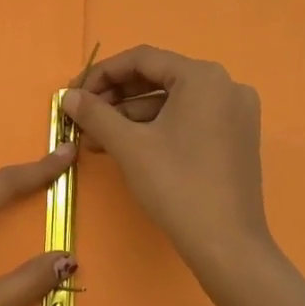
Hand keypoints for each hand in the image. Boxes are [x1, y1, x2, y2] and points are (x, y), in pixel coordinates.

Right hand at [60, 45, 276, 288]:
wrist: (227, 245)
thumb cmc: (177, 185)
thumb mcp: (129, 145)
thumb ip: (95, 113)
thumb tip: (68, 97)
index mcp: (203, 77)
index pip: (142, 59)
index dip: (102, 74)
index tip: (74, 94)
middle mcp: (225, 85)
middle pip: (158, 78)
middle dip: (115, 98)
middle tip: (82, 118)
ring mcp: (235, 113)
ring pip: (171, 103)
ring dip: (131, 117)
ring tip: (95, 140)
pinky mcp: (235, 138)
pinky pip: (188, 120)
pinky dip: (156, 129)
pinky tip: (125, 147)